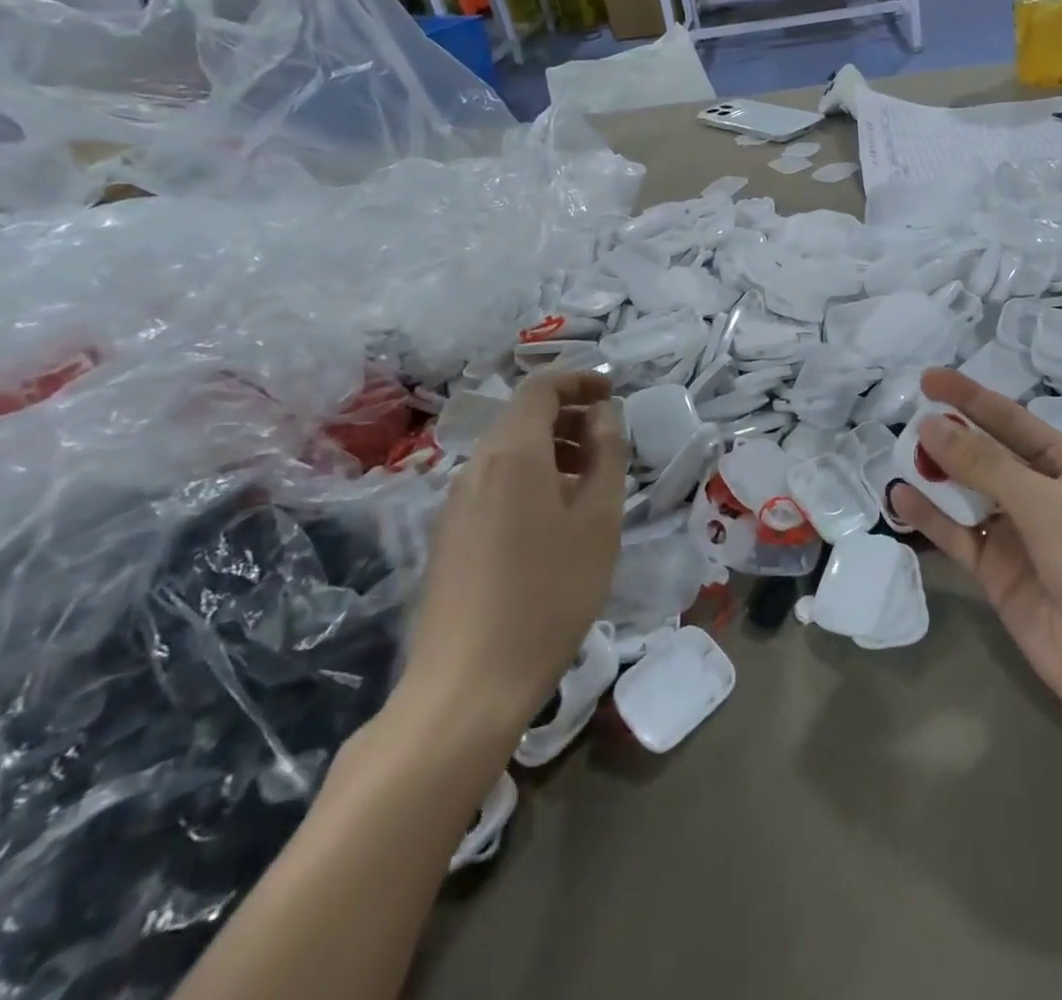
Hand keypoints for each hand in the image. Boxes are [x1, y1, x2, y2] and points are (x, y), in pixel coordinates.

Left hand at [393, 369, 625, 761]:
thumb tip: (603, 414)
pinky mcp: (450, 534)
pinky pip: (495, 483)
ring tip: (591, 482)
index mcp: (513, 453)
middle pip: (523, 418)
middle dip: (569, 416)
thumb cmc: (550, 592)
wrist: (470, 682)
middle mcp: (476, 466)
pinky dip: (531, 478)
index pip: (541, 388)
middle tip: (609, 440)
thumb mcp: (599, 519)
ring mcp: (456, 502)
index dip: (578, 379)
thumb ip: (606, 454)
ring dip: (552, 450)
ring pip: (509, 453)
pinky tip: (555, 519)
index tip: (611, 392)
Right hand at [890, 369, 1061, 763]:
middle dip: (949, 436)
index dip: (970, 397)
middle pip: (985, 455)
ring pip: (966, 494)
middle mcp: (1040, 495)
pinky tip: (900, 498)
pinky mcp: (997, 572)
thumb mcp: (1044, 503)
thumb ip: (984, 464)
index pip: (1011, 420)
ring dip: (935, 475)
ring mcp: (1017, 535)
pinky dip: (930, 518)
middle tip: (905, 418)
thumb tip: (930, 425)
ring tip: (895, 455)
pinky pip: (957, 535)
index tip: (928, 378)